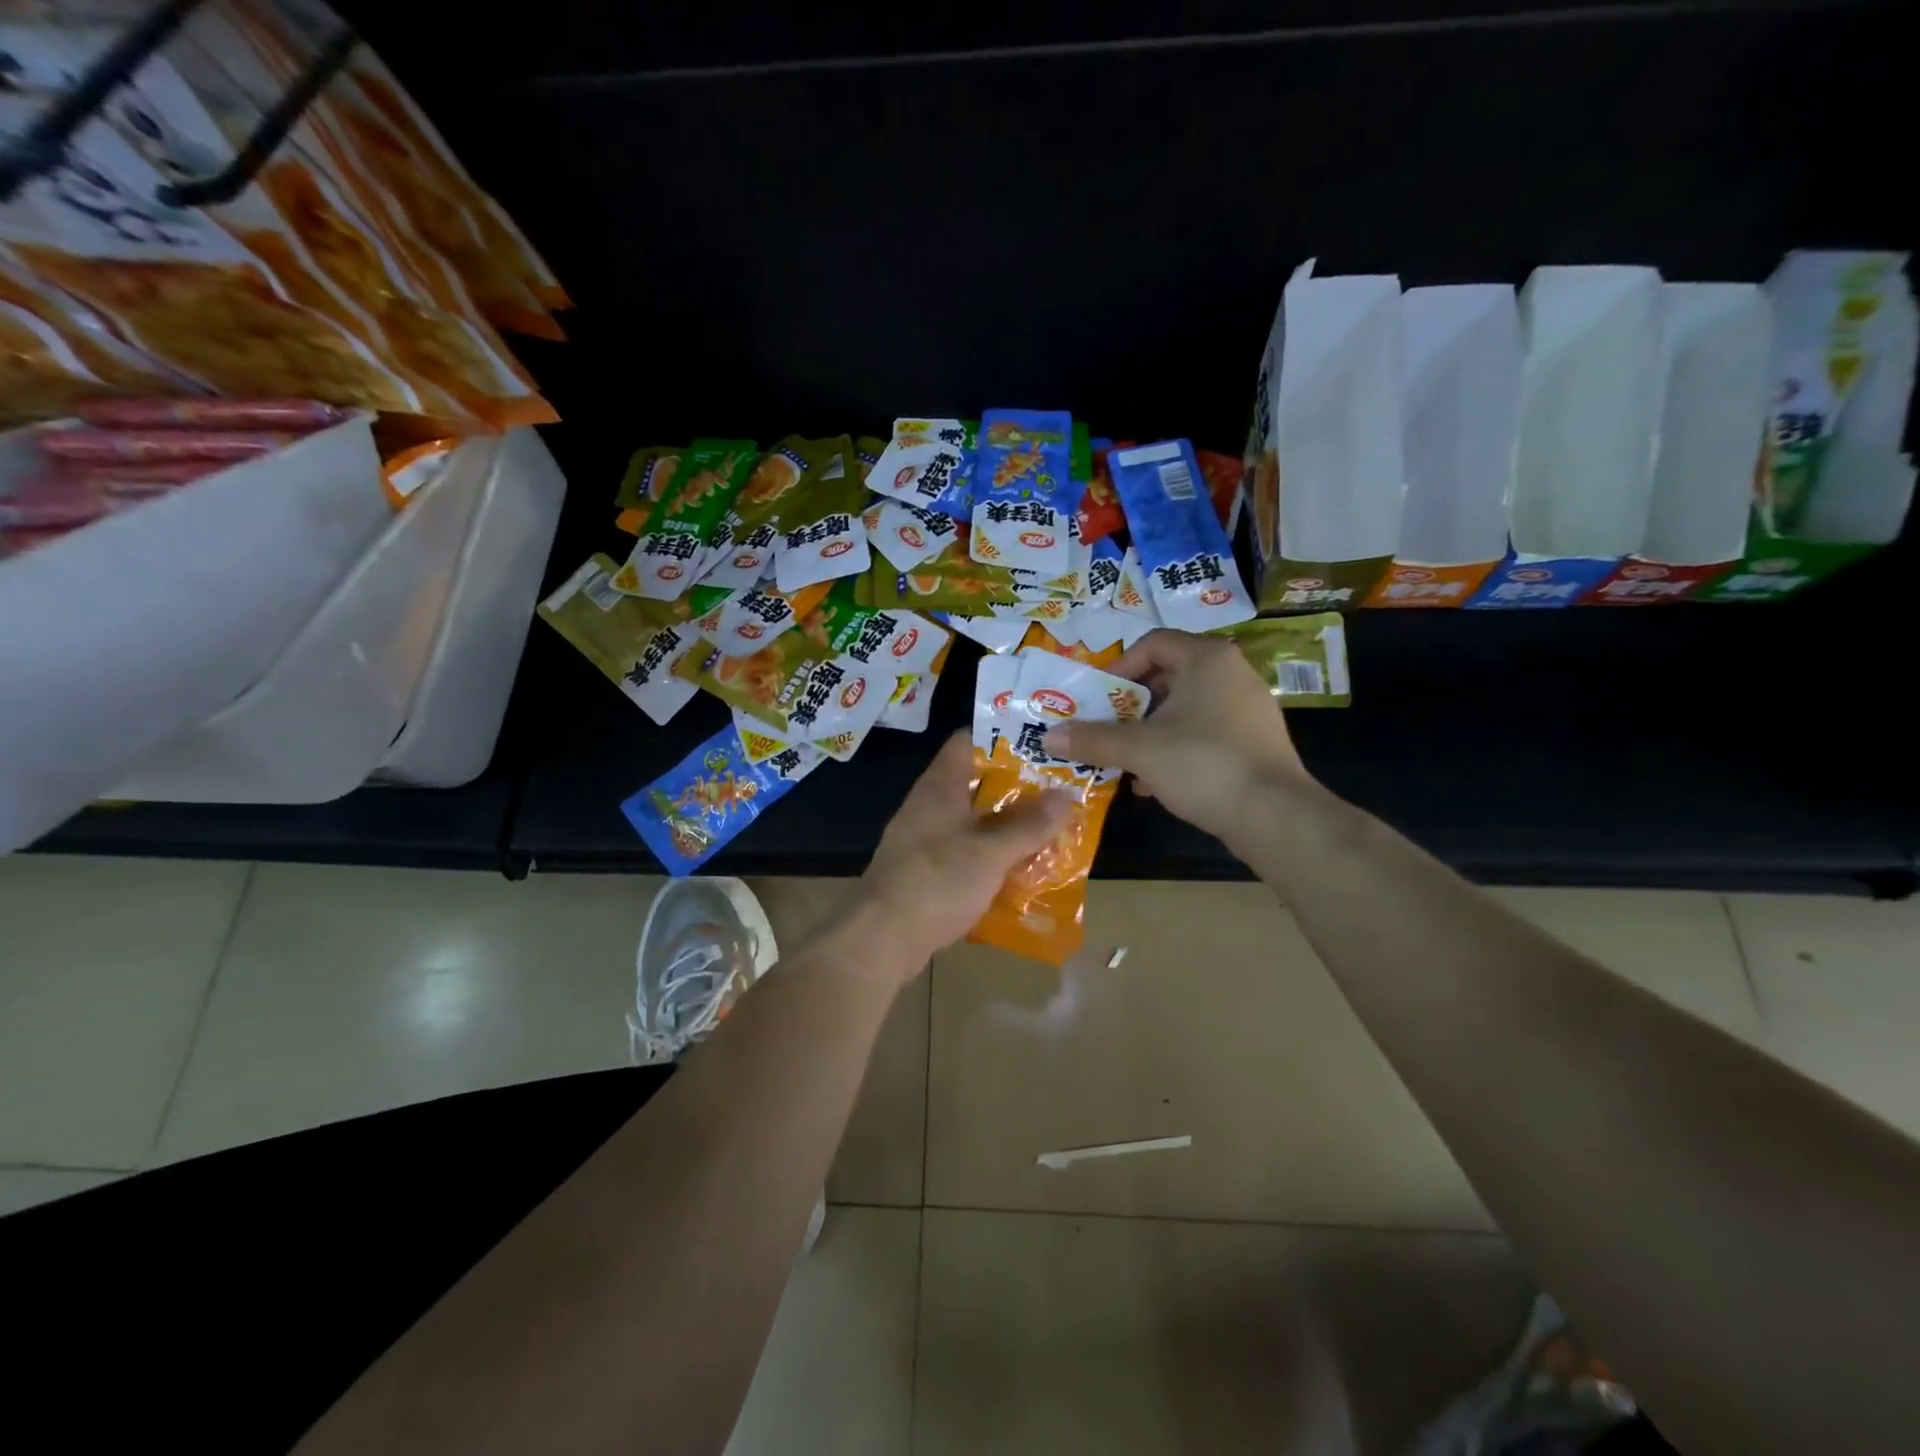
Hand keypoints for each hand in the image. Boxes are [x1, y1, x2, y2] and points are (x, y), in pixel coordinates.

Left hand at [854, 731, 1070, 971]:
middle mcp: (929, 806)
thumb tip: (1067, 795)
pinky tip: (1019, 871)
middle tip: (1059, 790)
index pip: (969, 740)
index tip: (1041, 743)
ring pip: (972, 822)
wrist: (881, 939)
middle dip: (1016, 788)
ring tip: (1049, 830)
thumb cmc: (937, 882)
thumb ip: (1029, 824)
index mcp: (940, 786)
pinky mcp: (924, 872)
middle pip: (976, 783)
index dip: (1004, 736)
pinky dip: (990, 858)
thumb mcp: (991, 852)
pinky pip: (964, 854)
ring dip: (1005, 827)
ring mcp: (923, 840)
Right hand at [1052, 629, 1312, 841]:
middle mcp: (1231, 673)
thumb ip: (1093, 739)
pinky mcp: (1253, 740)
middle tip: (1105, 727)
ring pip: (1183, 708)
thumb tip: (1048, 736)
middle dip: (1129, 704)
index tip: (1098, 698)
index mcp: (1207, 659)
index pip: (1152, 643)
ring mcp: (1247, 708)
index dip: (1118, 668)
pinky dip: (1174, 748)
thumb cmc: (1204, 764)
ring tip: (1124, 757)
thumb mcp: (1140, 750)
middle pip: (1167, 675)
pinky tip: (1153, 781)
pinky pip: (1203, 732)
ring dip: (1148, 730)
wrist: (1275, 816)